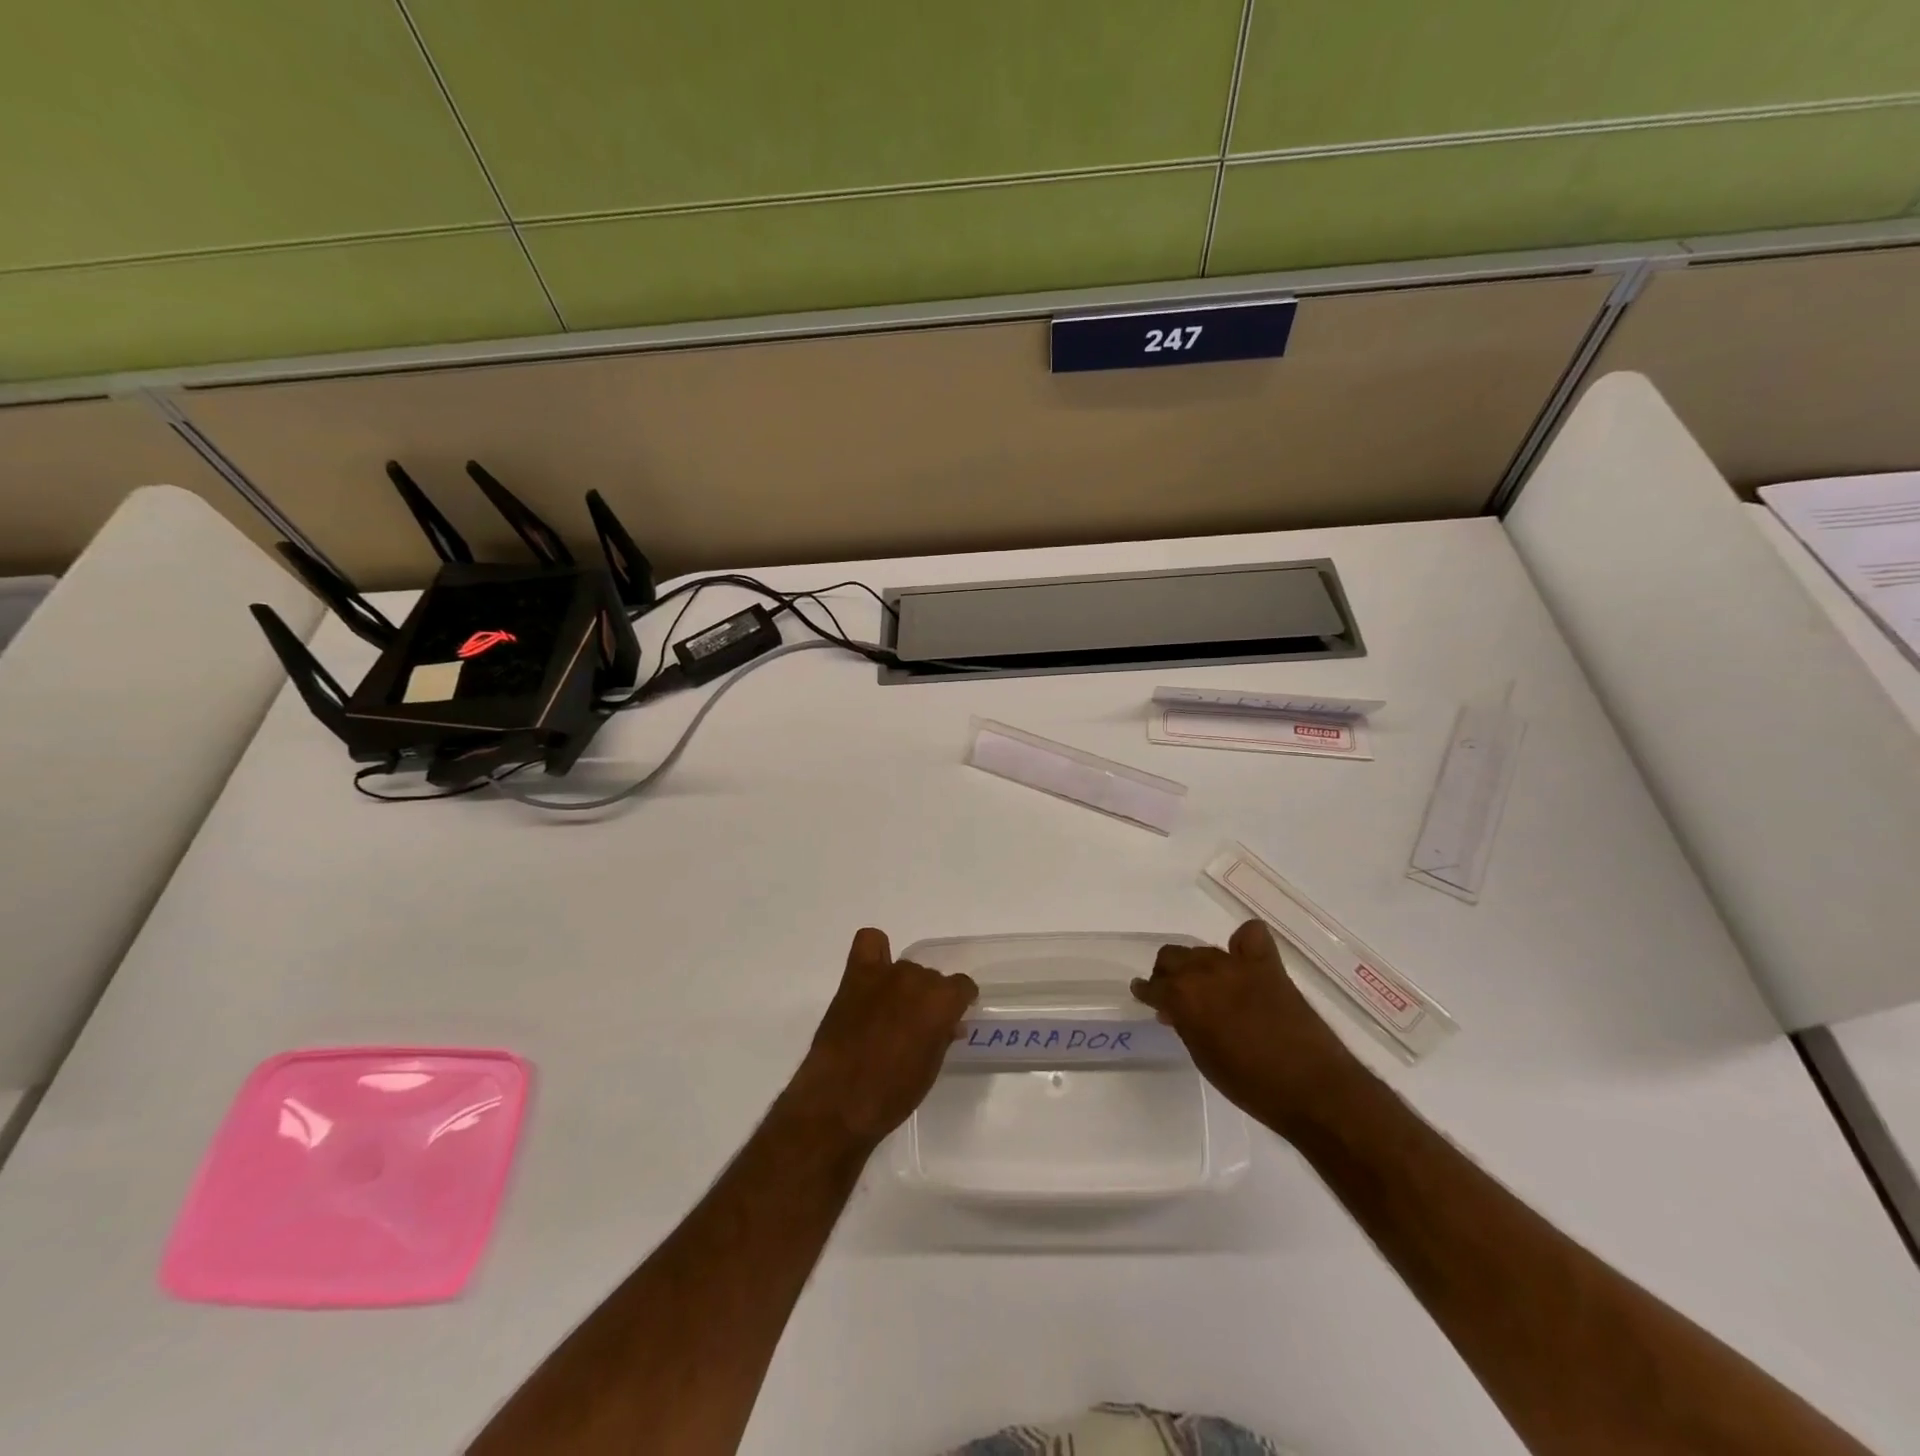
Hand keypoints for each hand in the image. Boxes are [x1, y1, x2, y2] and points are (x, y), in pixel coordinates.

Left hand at [784, 928, 977, 1149]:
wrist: (838, 1103)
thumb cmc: (892, 1095)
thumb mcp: (929, 1069)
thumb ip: (942, 1036)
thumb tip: (949, 1024)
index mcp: (941, 1002)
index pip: (962, 987)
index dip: (959, 1004)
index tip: (952, 1019)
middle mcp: (916, 979)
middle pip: (932, 978)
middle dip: (929, 999)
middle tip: (917, 1026)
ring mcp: (884, 974)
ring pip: (906, 968)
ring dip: (904, 986)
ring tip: (891, 1012)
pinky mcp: (855, 977)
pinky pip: (870, 943)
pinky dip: (877, 953)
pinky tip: (874, 974)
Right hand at [1132, 919, 1358, 1129]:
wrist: (1312, 1089)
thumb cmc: (1250, 1085)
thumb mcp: (1204, 1058)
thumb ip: (1186, 1025)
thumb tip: (1177, 1012)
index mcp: (1183, 997)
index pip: (1154, 986)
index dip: (1147, 992)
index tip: (1145, 996)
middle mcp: (1204, 972)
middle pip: (1173, 957)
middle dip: (1168, 974)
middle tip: (1175, 996)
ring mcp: (1238, 965)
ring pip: (1204, 950)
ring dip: (1198, 966)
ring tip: (1207, 987)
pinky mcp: (1269, 966)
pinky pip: (1250, 936)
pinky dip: (1242, 944)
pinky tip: (1243, 960)